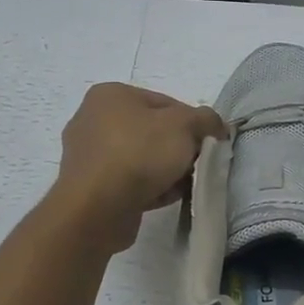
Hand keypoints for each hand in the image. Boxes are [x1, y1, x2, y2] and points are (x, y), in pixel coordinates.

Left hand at [53, 83, 225, 251]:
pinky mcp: (88, 187)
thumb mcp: (184, 126)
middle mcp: (93, 119)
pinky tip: (165, 198)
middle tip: (195, 164)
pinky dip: (148, 188)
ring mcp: (87, 155)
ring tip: (182, 185)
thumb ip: (206, 119)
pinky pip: (127, 181)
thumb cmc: (139, 154)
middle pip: (152, 131)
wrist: (97, 209)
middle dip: (178, 149)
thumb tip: (216, 126)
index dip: (192, 122)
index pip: (165, 102)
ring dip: (165, 171)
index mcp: (110, 94)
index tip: (206, 143)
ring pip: (141, 158)